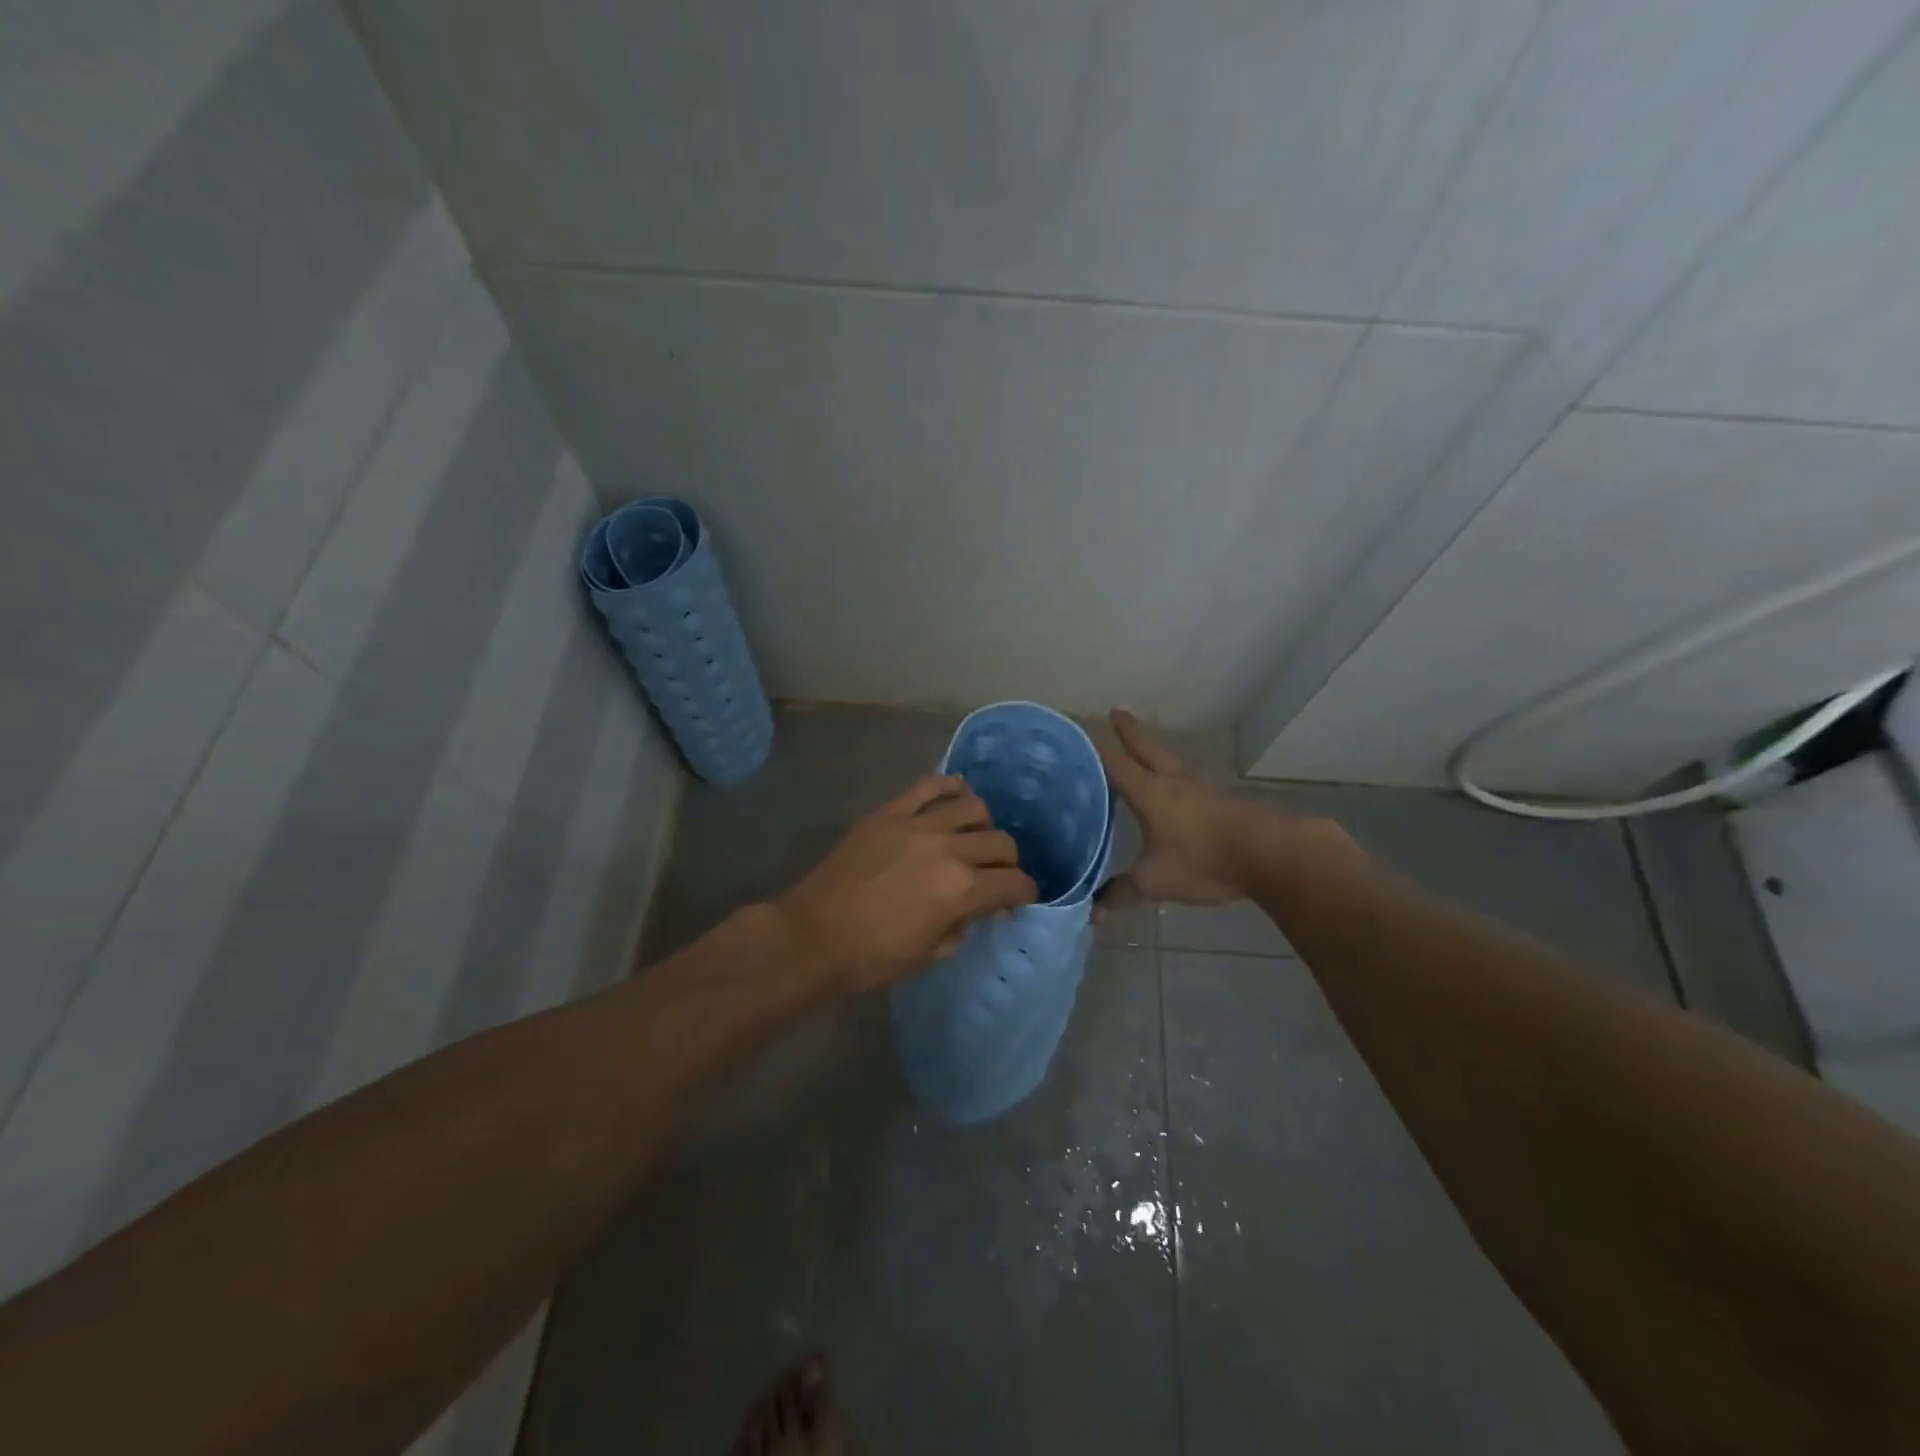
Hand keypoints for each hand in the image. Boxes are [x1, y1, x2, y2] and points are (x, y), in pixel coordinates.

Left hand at [770, 775, 1037, 992]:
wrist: (814, 935)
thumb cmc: (873, 956)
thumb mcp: (931, 953)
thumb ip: (963, 924)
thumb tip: (978, 907)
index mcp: (962, 890)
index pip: (1014, 883)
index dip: (1023, 893)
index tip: (1018, 898)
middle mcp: (949, 849)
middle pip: (1001, 842)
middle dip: (1007, 862)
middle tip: (995, 874)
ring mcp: (917, 824)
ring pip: (973, 806)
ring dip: (983, 824)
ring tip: (973, 837)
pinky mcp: (889, 812)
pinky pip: (929, 786)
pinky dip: (949, 786)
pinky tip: (956, 795)